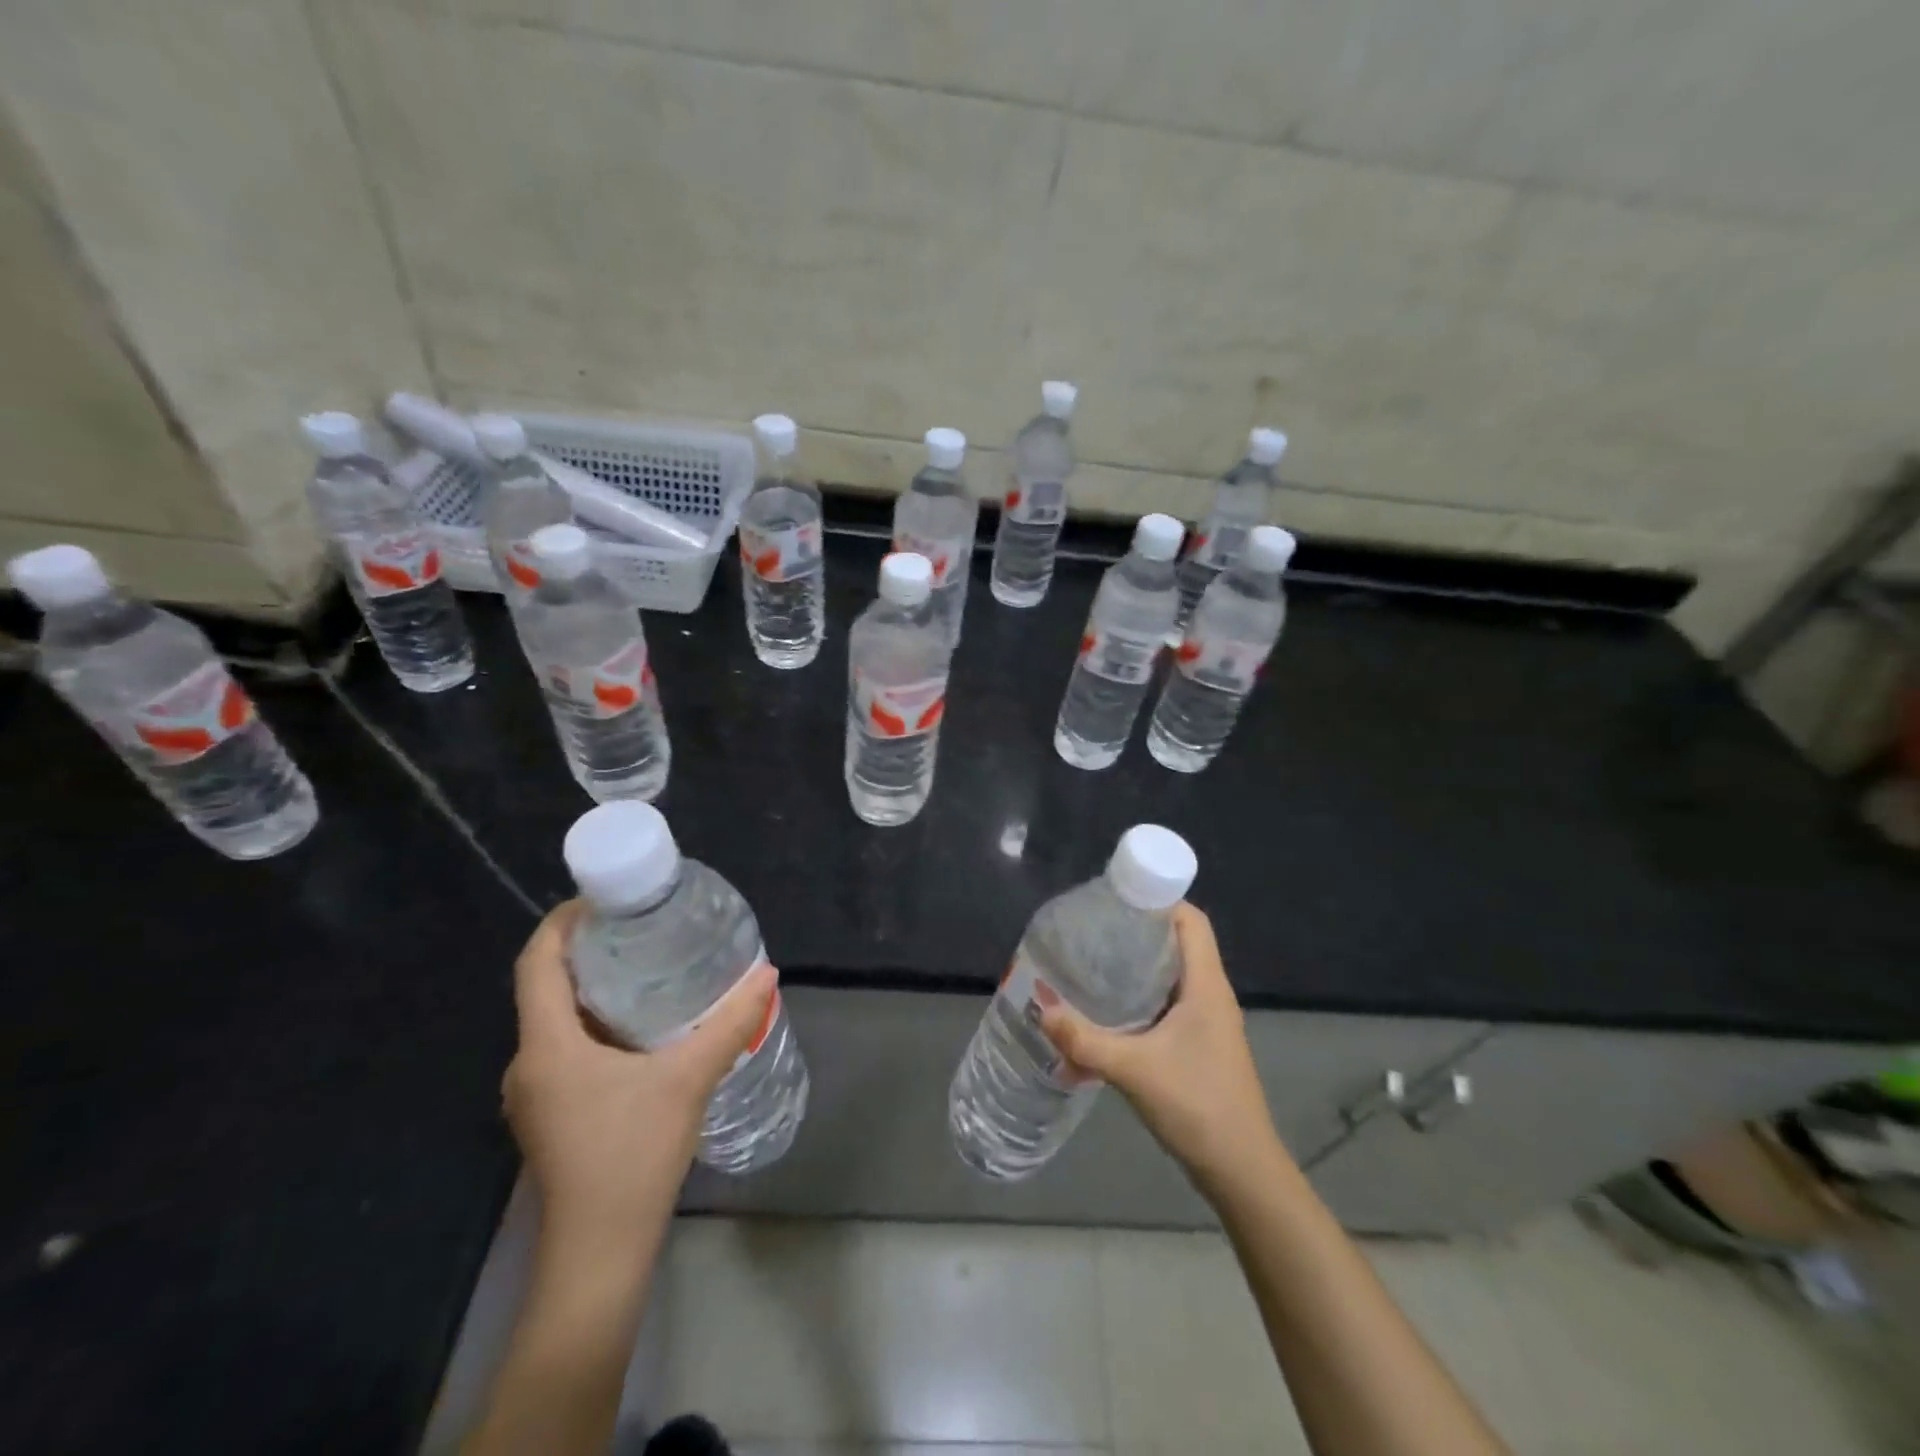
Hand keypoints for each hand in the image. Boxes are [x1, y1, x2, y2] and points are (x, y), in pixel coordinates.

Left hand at [503, 900, 778, 1249]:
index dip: (562, 922)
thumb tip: (767, 973)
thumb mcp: (688, 1080)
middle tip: (642, 926)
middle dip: (589, 950)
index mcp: (546, 1046)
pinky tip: (643, 1026)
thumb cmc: (631, 1157)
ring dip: (595, 989)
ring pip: (558, 1020)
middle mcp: (528, 1063)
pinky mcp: (552, 1114)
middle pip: (547, 987)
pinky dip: (598, 1023)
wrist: (599, 1254)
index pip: (536, 963)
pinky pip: (567, 1048)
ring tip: (648, 966)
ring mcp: (536, 1093)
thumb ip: (730, 1023)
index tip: (606, 898)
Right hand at [1040, 902, 1285, 1196]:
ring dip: (1136, 967)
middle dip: (1137, 931)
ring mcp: (1206, 1022)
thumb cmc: (1198, 1105)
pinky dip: (1139, 998)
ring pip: (1171, 975)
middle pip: (1178, 943)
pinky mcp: (1198, 1045)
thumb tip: (1041, 1010)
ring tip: (1092, 963)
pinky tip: (1107, 1011)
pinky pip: (1167, 1004)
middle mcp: (1210, 994)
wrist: (1241, 1171)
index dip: (1159, 900)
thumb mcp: (1135, 1070)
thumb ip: (1085, 1041)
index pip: (1191, 921)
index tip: (1116, 900)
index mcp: (1206, 985)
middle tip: (1092, 930)